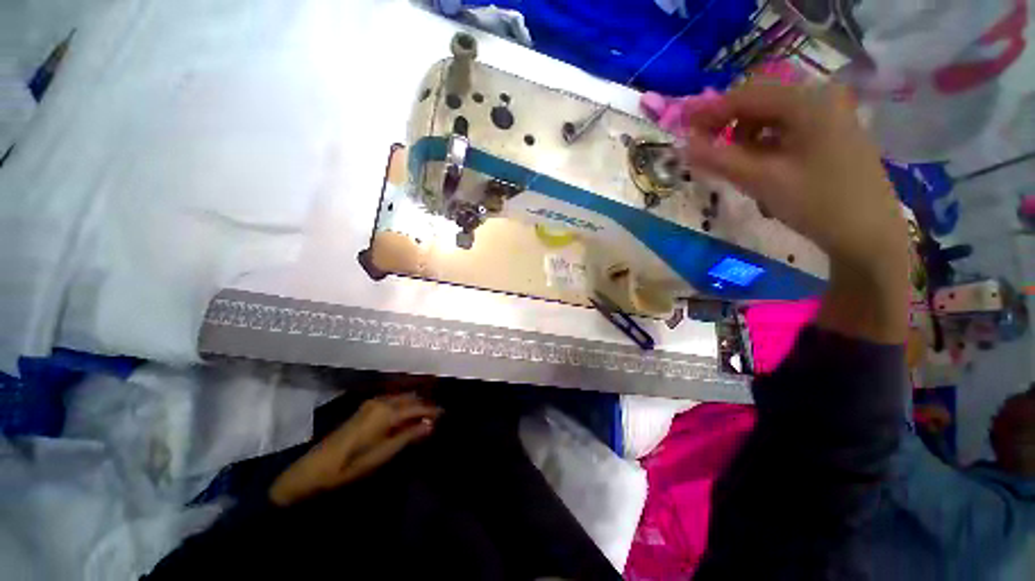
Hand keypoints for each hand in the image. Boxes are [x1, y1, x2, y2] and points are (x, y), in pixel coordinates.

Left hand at [269, 394, 440, 506]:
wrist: (315, 468)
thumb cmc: (351, 464)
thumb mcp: (384, 453)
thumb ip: (409, 436)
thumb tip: (431, 425)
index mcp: (387, 412)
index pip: (417, 407)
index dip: (432, 410)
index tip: (445, 414)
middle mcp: (381, 402)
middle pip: (410, 398)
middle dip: (424, 405)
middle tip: (437, 415)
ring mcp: (371, 403)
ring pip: (401, 398)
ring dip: (414, 404)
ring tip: (425, 415)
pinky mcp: (365, 408)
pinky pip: (391, 400)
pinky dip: (402, 405)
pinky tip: (406, 415)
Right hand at [680, 82, 907, 279]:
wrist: (869, 234)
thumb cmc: (818, 204)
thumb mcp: (762, 181)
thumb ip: (720, 159)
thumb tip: (684, 145)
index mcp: (808, 102)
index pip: (747, 95)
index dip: (710, 111)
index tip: (683, 127)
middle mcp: (821, 98)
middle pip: (760, 101)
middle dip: (728, 123)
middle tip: (704, 147)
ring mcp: (830, 115)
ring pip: (771, 115)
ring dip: (744, 135)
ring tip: (733, 162)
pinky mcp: (831, 133)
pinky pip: (786, 128)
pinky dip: (764, 142)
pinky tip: (759, 164)